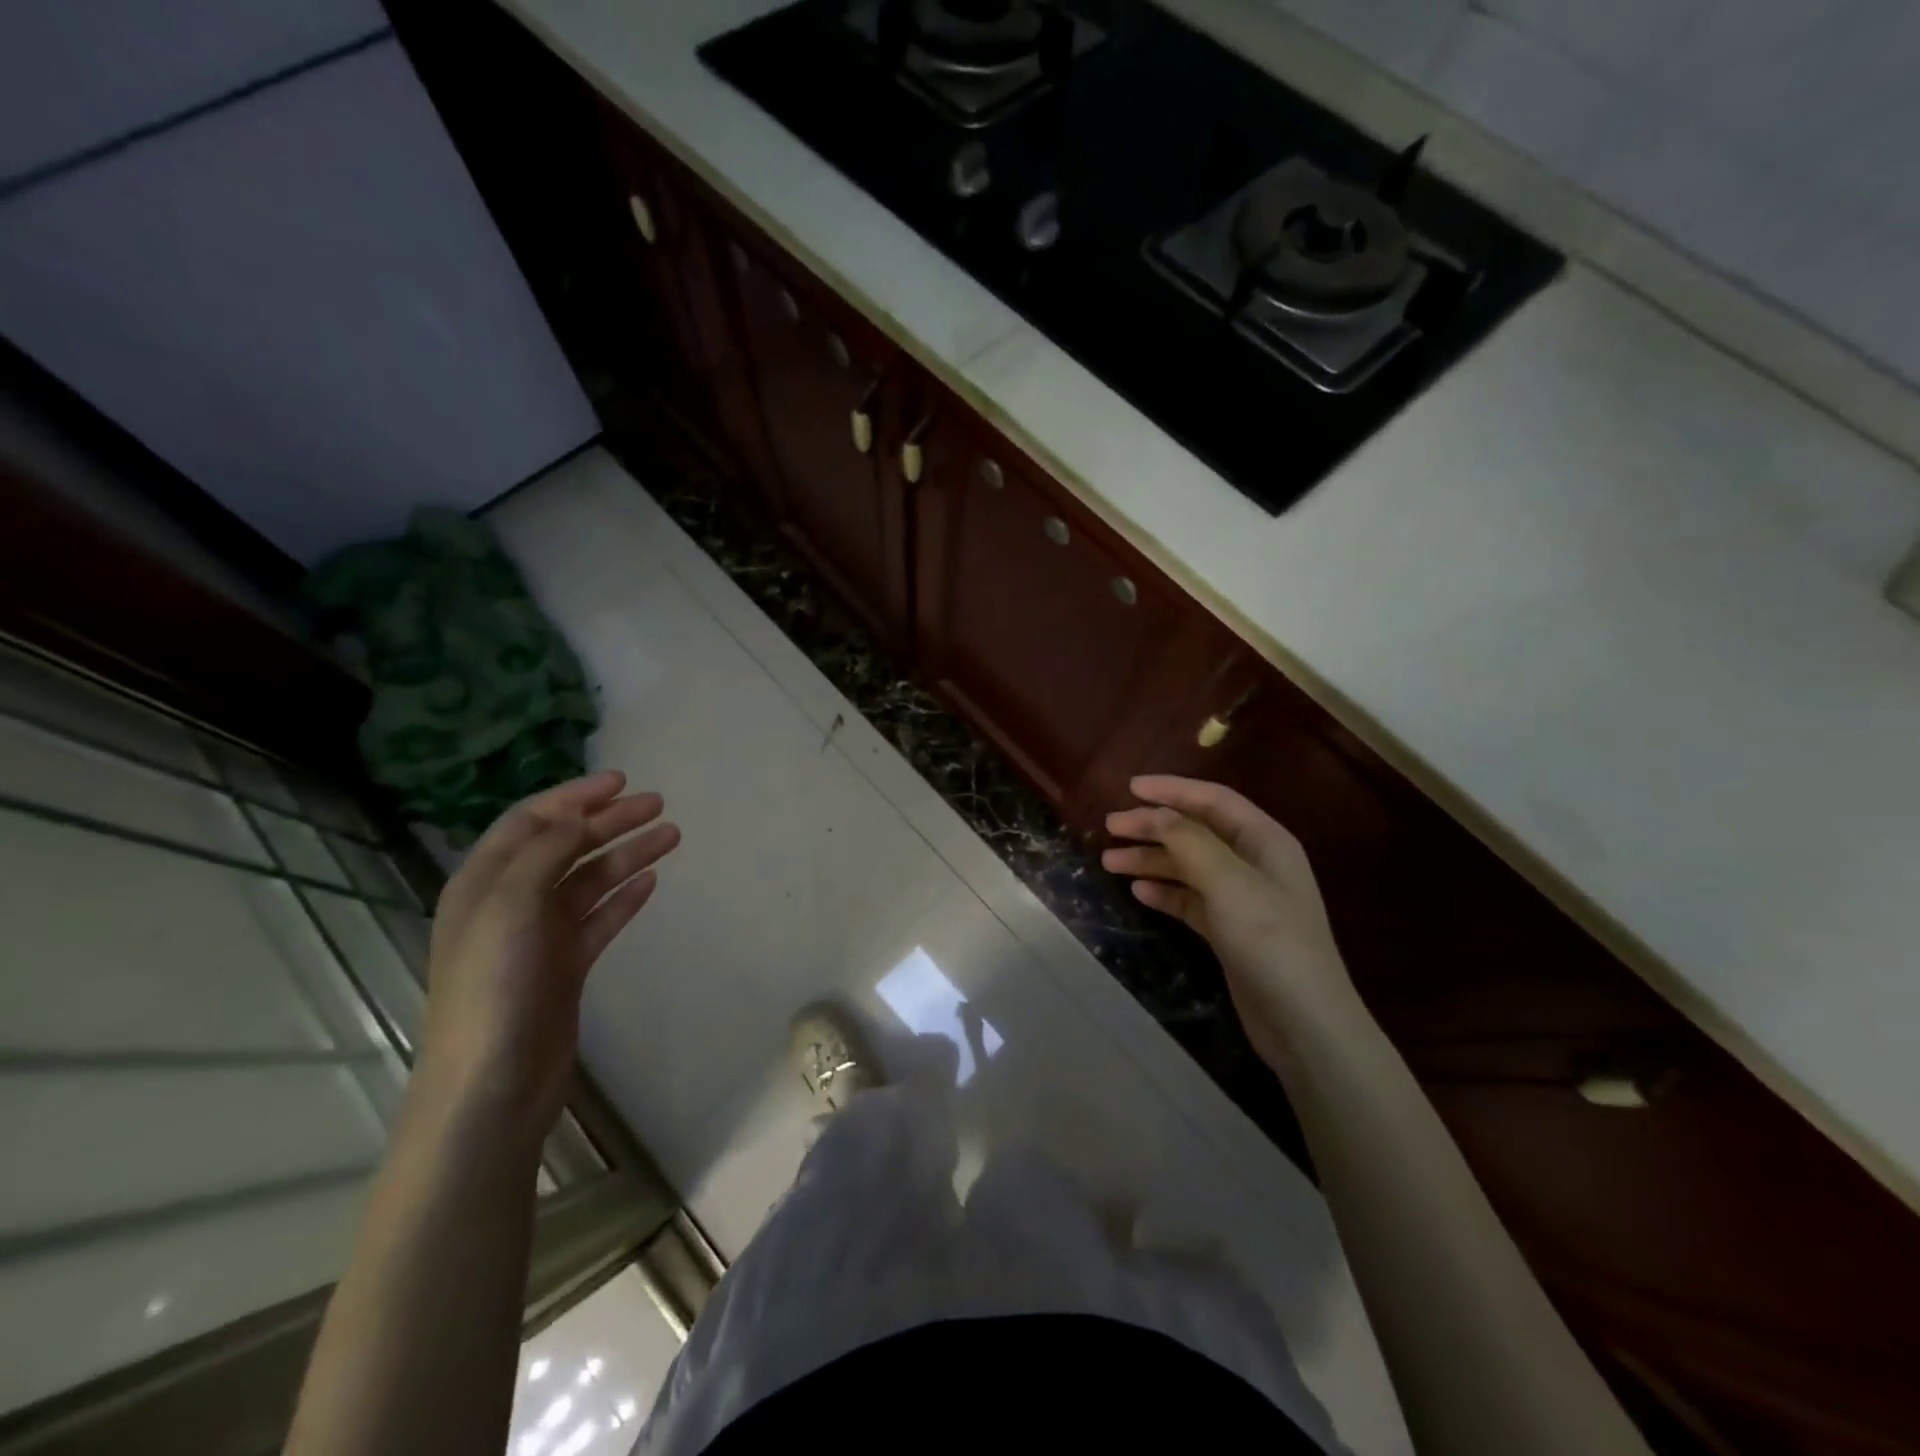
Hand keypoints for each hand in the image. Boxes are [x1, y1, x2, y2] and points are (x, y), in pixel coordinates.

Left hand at [417, 771, 679, 1137]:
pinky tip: (651, 882)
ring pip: (590, 879)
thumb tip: (579, 816)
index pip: (531, 820)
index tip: (621, 781)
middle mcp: (510, 901)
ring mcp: (540, 935)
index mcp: (485, 881)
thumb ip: (545, 852)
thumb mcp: (511, 906)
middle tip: (658, 805)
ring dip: (627, 854)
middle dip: (610, 821)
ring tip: (671, 836)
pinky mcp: (566, 964)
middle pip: (566, 845)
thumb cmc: (495, 986)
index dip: (574, 796)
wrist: (494, 1081)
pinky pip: (600, 917)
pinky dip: (625, 897)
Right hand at [1104, 776, 1363, 1070]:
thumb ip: (1189, 841)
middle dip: (1153, 826)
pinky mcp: (1230, 931)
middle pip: (1196, 832)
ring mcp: (1242, 899)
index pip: (1214, 800)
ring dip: (1151, 859)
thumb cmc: (1270, 941)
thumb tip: (1153, 813)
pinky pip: (1190, 899)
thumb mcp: (1229, 882)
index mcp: (1265, 841)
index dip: (1172, 790)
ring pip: (1188, 866)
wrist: (1304, 1023)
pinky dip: (1165, 892)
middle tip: (1110, 827)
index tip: (1129, 788)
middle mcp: (1254, 863)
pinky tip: (1138, 891)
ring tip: (1109, 862)